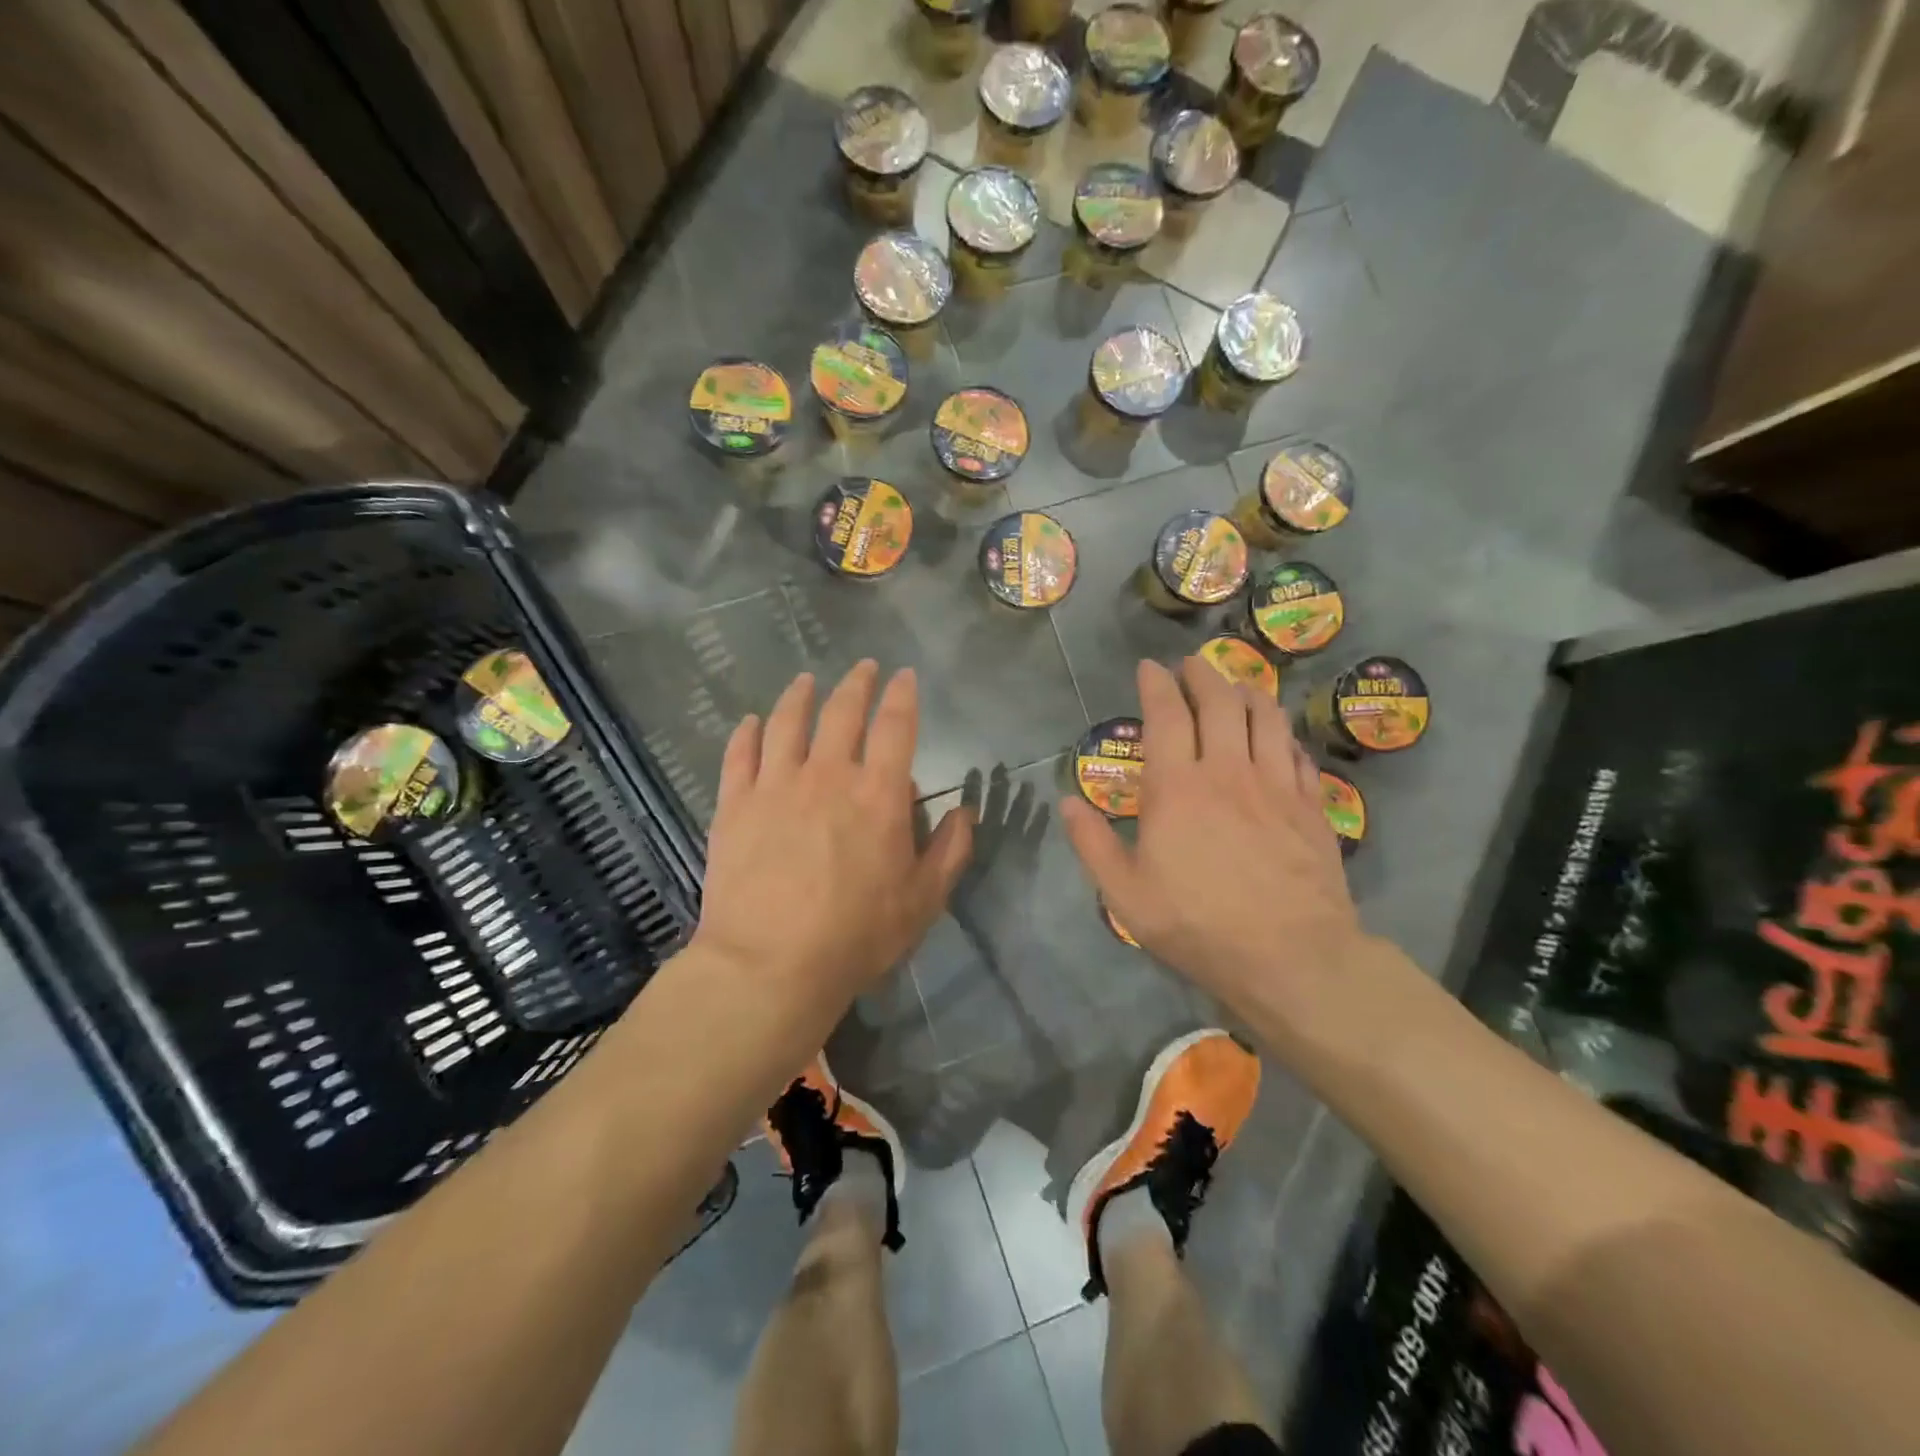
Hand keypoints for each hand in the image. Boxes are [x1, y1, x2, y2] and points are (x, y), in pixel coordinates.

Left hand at [692, 661, 973, 1014]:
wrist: (770, 965)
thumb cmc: (856, 935)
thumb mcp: (923, 901)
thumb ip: (949, 851)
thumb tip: (965, 812)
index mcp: (878, 794)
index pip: (896, 727)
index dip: (903, 696)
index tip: (904, 676)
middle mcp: (828, 775)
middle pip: (842, 713)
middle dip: (856, 684)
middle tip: (863, 668)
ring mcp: (776, 785)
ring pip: (787, 722)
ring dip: (799, 696)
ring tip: (806, 681)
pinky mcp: (735, 804)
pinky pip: (740, 754)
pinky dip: (747, 732)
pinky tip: (751, 721)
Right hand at [1059, 657, 1365, 1021]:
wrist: (1291, 956)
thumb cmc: (1198, 925)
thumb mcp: (1126, 895)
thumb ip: (1093, 844)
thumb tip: (1067, 803)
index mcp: (1177, 787)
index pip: (1166, 715)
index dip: (1156, 684)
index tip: (1149, 667)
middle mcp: (1228, 771)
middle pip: (1220, 702)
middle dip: (1203, 675)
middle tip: (1192, 666)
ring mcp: (1276, 785)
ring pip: (1266, 718)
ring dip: (1248, 693)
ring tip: (1237, 688)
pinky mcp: (1312, 806)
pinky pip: (1298, 754)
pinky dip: (1283, 737)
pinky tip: (1279, 740)